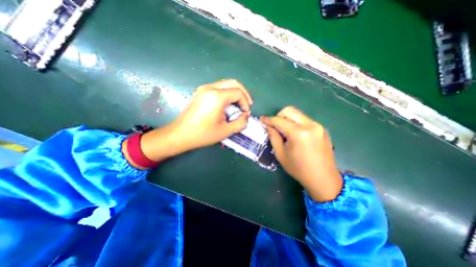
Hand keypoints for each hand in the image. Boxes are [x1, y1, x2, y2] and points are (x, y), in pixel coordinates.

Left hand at [124, 78, 254, 168]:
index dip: (245, 102)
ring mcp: (204, 88)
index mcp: (217, 97)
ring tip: (239, 105)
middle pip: (233, 83)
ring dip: (235, 93)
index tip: (246, 113)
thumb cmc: (203, 134)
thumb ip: (241, 123)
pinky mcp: (200, 92)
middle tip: (247, 105)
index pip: (238, 92)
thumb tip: (246, 115)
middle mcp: (210, 88)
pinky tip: (228, 104)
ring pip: (226, 84)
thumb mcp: (226, 131)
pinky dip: (227, 93)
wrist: (180, 134)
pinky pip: (218, 87)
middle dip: (243, 93)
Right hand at [260, 107, 341, 201]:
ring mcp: (318, 126)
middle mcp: (310, 125)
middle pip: (290, 110)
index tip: (261, 119)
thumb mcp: (281, 154)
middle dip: (279, 116)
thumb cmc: (298, 169)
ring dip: (288, 119)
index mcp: (298, 133)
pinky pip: (305, 120)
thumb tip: (268, 126)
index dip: (268, 119)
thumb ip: (273, 136)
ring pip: (298, 114)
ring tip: (285, 132)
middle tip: (274, 126)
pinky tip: (296, 135)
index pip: (279, 120)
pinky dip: (296, 123)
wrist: (323, 178)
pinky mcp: (322, 128)